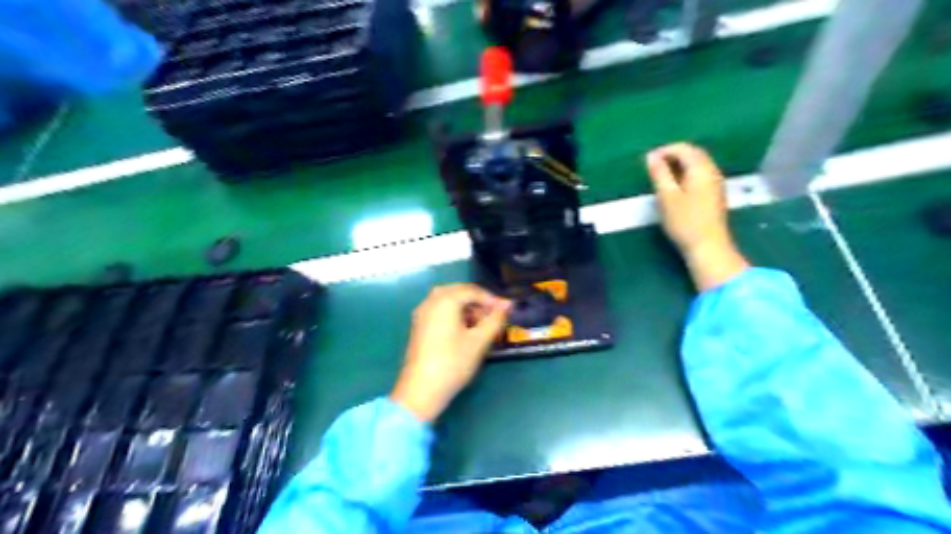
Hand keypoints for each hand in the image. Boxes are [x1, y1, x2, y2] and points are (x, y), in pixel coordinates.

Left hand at [390, 282, 513, 421]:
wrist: (421, 390)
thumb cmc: (453, 363)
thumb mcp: (479, 341)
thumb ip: (494, 320)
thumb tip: (507, 304)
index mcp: (444, 300)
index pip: (472, 290)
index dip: (491, 299)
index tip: (505, 312)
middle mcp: (430, 301)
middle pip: (458, 292)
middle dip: (477, 302)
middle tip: (492, 317)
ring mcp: (421, 313)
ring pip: (447, 301)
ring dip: (466, 308)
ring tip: (480, 326)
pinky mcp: (419, 326)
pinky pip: (439, 310)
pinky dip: (453, 314)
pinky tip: (463, 331)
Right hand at [648, 142, 750, 290]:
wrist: (708, 247)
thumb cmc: (685, 221)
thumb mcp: (667, 196)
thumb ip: (659, 174)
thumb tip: (651, 156)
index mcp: (701, 169)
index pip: (684, 149)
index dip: (665, 150)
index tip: (647, 161)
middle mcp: (712, 172)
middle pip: (694, 154)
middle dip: (673, 155)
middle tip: (653, 167)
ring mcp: (716, 184)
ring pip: (697, 165)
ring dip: (679, 165)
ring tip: (661, 176)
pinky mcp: (714, 195)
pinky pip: (700, 175)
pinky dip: (686, 175)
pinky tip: (675, 187)